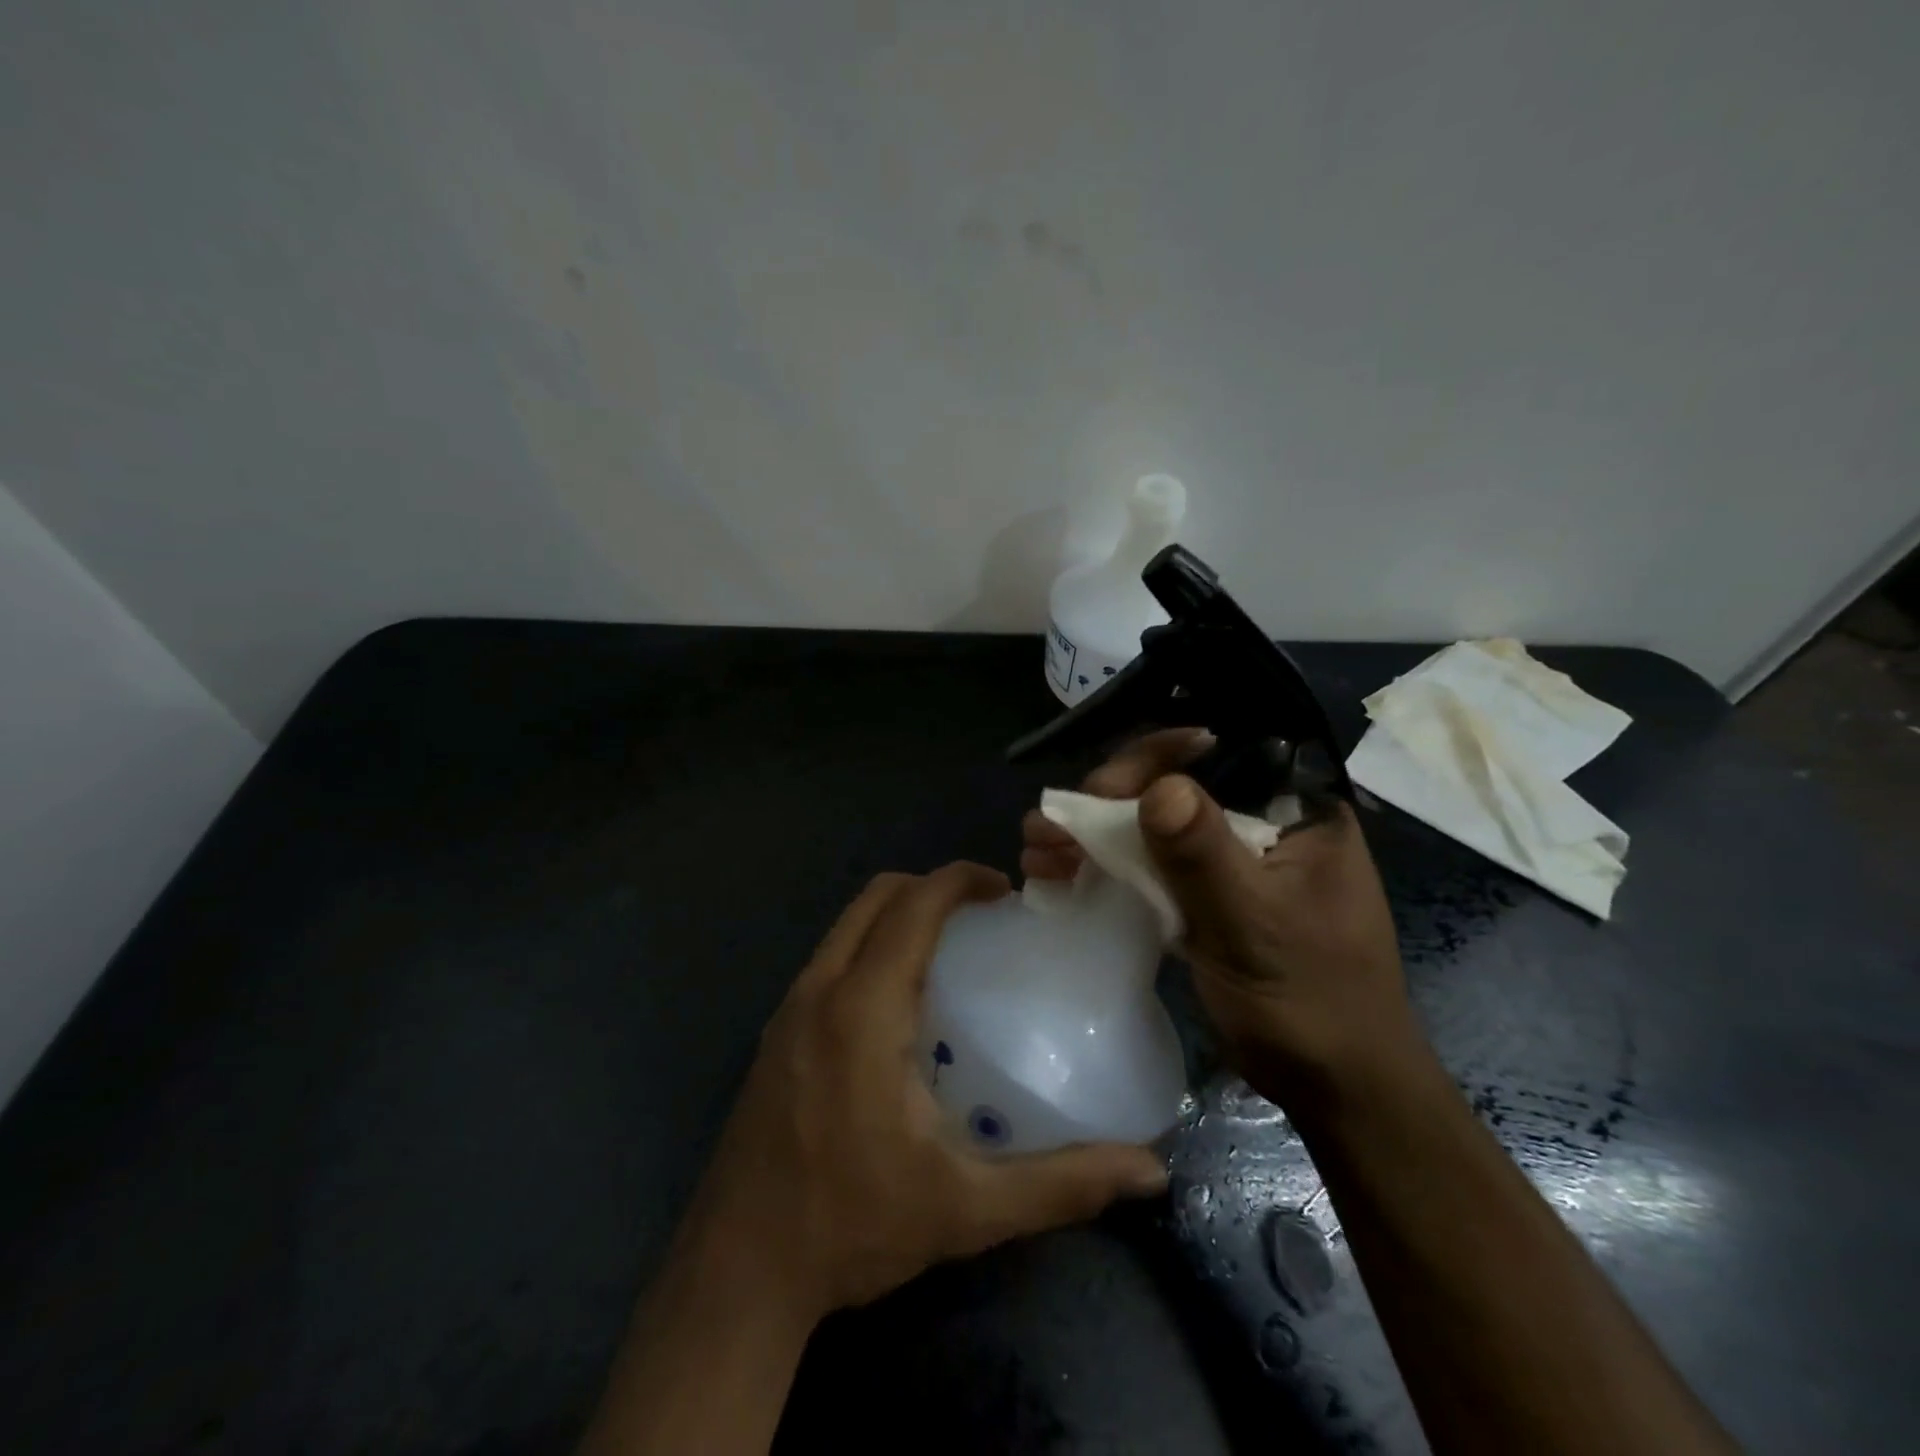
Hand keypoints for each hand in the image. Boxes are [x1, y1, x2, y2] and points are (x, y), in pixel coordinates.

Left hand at [675, 863, 1168, 1324]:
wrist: (736, 1275)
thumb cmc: (851, 1227)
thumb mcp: (966, 1209)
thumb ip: (1060, 1184)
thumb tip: (1149, 1172)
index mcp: (863, 1009)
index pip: (912, 906)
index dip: (959, 880)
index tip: (1004, 890)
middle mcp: (819, 991)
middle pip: (874, 898)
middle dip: (930, 888)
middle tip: (982, 916)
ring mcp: (787, 1009)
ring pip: (845, 925)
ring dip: (896, 915)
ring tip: (948, 951)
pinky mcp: (775, 1034)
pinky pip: (829, 958)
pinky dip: (869, 946)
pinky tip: (899, 1005)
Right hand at [1021, 731, 1416, 1106]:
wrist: (1335, 1089)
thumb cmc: (1309, 1003)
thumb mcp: (1254, 925)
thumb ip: (1205, 856)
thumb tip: (1159, 787)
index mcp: (1296, 811)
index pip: (1219, 754)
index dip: (1153, 758)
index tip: (1102, 789)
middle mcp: (1263, 823)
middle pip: (1174, 788)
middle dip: (1106, 803)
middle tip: (1052, 825)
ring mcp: (1231, 861)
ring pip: (1154, 828)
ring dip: (1093, 836)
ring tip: (1036, 849)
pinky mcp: (1206, 897)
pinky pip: (1152, 867)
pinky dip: (1106, 868)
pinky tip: (1057, 876)